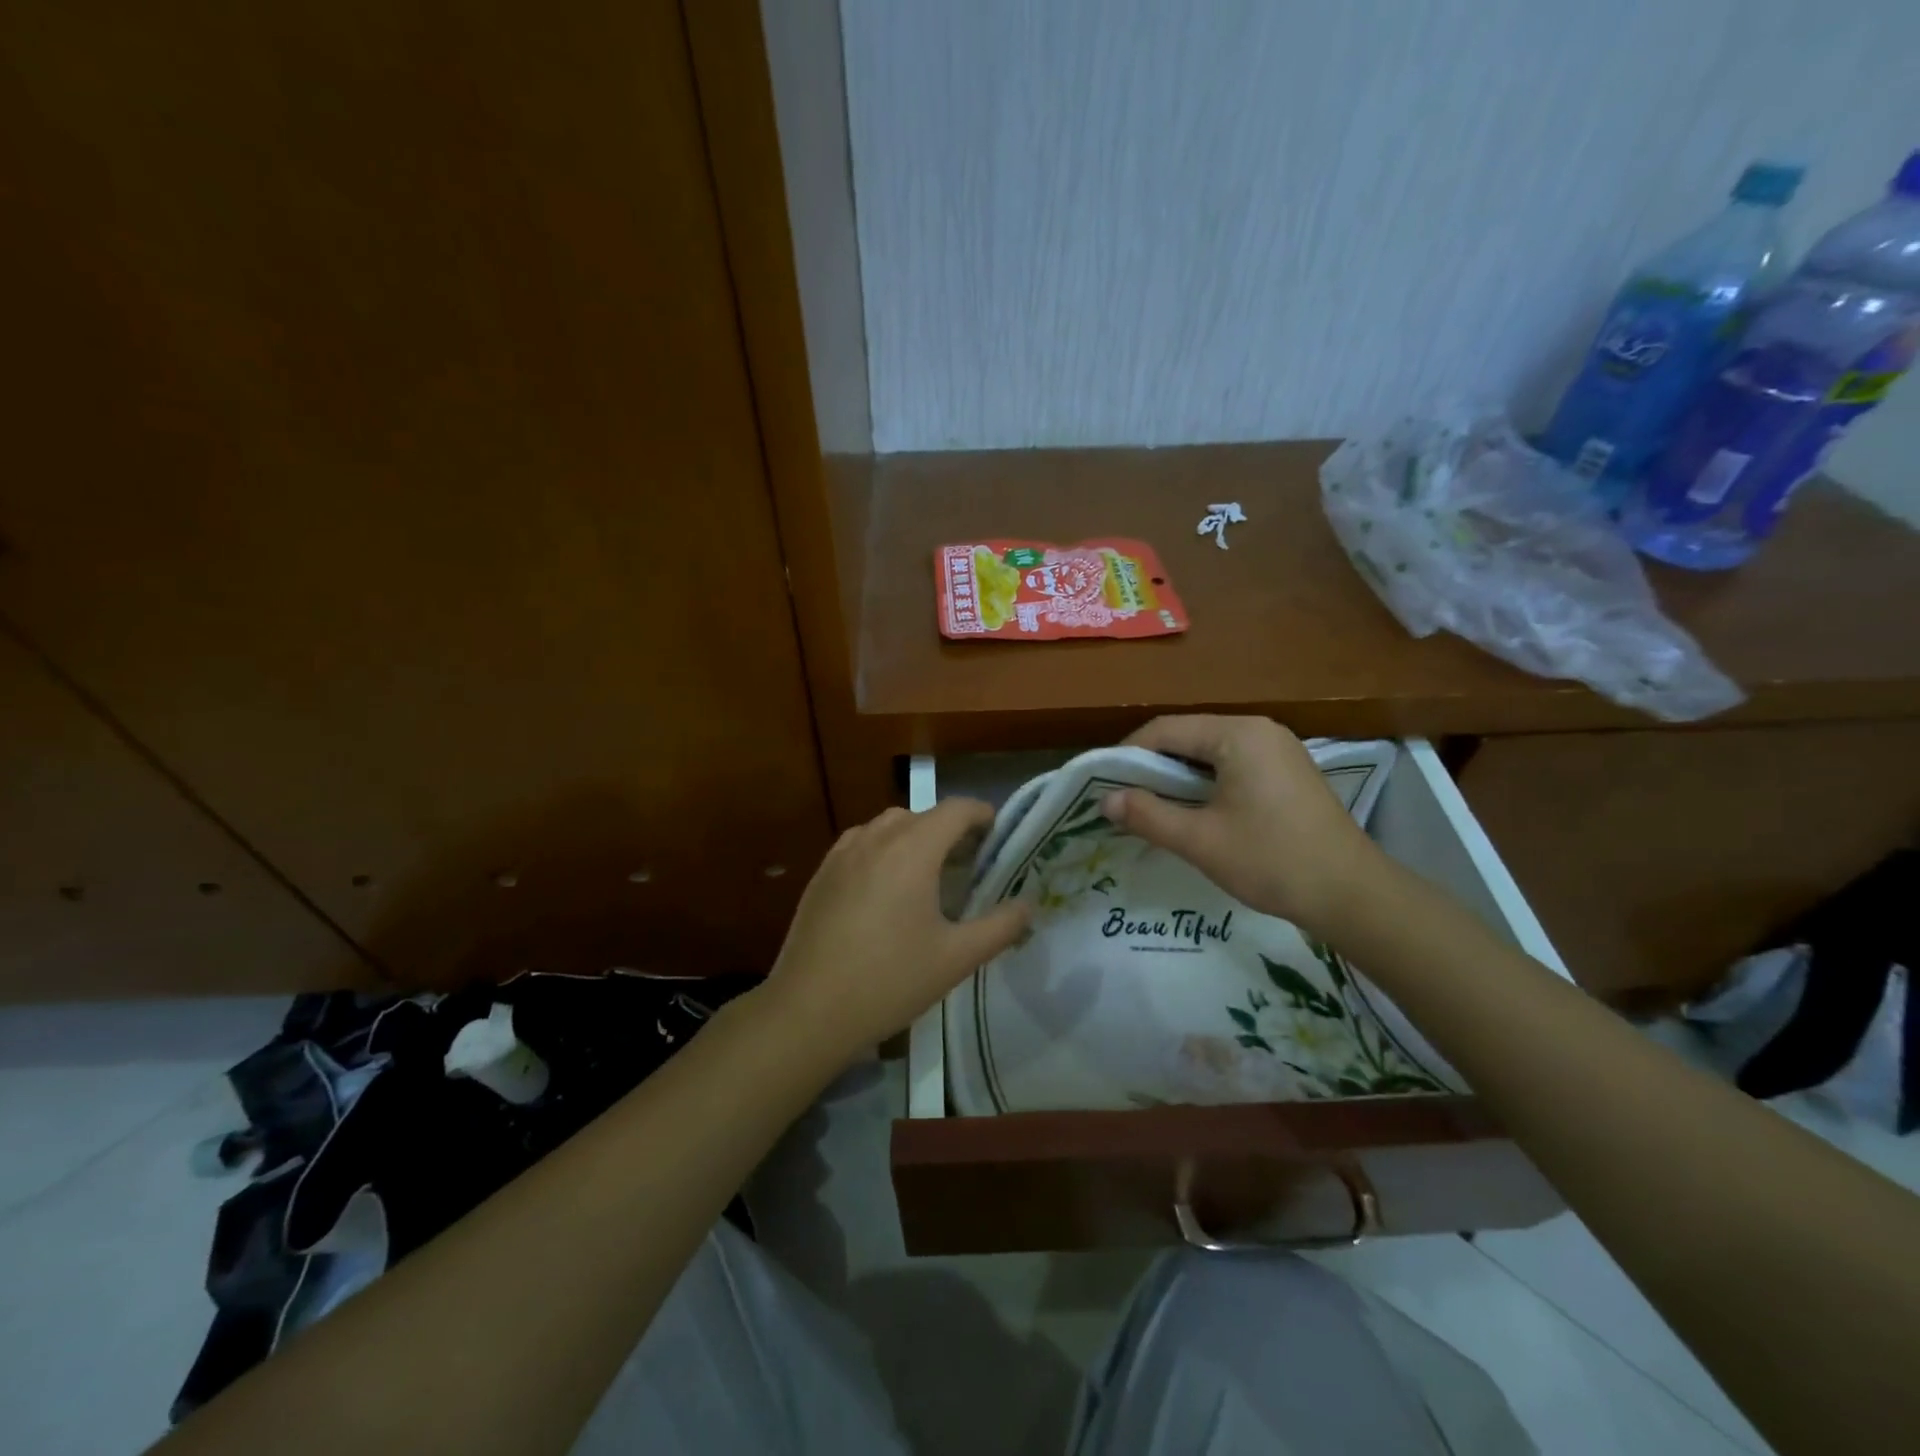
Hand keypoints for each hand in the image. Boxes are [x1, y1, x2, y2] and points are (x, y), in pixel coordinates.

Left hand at [757, 799, 1030, 1066]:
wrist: (808, 1010)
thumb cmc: (890, 980)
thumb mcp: (956, 958)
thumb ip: (1001, 927)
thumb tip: (1028, 905)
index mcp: (912, 849)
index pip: (956, 809)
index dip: (983, 816)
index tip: (999, 838)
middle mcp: (876, 838)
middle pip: (923, 815)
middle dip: (951, 830)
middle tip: (970, 865)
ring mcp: (842, 853)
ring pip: (888, 826)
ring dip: (915, 837)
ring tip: (928, 875)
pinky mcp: (821, 873)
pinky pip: (861, 844)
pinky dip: (883, 850)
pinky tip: (885, 889)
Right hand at [1101, 715, 1391, 939]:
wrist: (1352, 894)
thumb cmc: (1271, 860)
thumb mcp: (1200, 840)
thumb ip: (1147, 815)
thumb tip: (1105, 801)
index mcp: (1238, 734)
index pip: (1166, 729)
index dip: (1128, 754)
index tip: (1103, 783)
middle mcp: (1259, 730)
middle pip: (1188, 737)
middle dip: (1152, 767)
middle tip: (1123, 798)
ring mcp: (1278, 749)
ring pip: (1209, 753)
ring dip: (1177, 777)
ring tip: (1152, 808)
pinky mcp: (1287, 772)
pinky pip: (1232, 766)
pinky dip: (1205, 784)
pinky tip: (1192, 811)